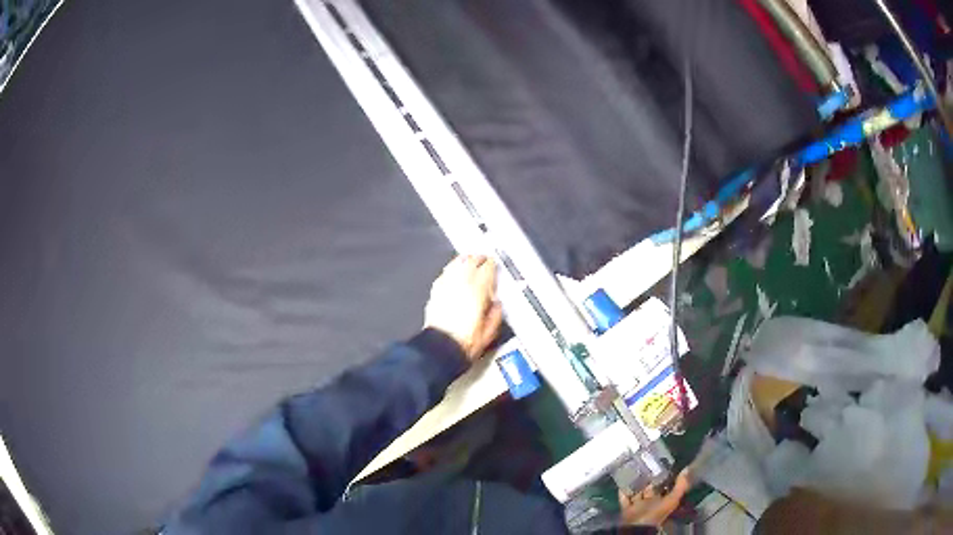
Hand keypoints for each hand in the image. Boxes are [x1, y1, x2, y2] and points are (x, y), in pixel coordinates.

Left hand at [424, 255, 502, 360]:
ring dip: (464, 261)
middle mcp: (461, 284)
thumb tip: (497, 305)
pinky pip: (444, 274)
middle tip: (483, 260)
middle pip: (471, 261)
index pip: (487, 268)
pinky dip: (451, 270)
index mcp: (478, 290)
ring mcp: (446, 286)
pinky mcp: (435, 292)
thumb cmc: (463, 342)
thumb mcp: (489, 332)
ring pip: (456, 264)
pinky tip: (452, 272)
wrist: (441, 348)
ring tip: (468, 261)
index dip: (492, 264)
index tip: (494, 264)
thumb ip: (496, 314)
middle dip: (478, 259)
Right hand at [618, 469, 690, 526]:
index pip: (664, 486)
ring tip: (633, 468)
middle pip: (649, 488)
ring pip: (637, 492)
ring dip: (635, 483)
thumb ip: (680, 486)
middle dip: (647, 478)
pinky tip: (622, 480)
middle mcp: (650, 503)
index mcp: (662, 501)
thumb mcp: (672, 500)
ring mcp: (638, 506)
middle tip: (645, 462)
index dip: (664, 476)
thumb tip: (687, 469)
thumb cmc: (656, 513)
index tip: (662, 463)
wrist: (638, 526)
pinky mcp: (626, 508)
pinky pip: (624, 498)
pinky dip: (623, 490)